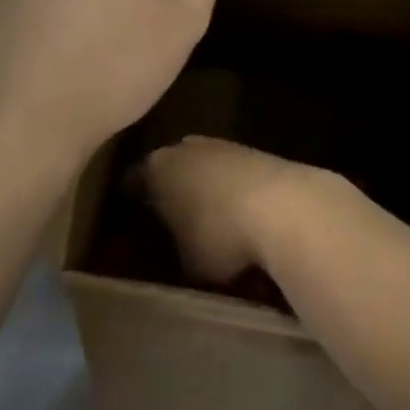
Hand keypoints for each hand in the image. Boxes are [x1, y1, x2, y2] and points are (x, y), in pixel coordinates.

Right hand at [139, 137, 330, 285]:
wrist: (282, 205)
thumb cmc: (220, 235)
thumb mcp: (186, 264)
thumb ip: (171, 256)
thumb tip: (172, 257)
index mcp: (156, 168)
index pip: (131, 182)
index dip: (128, 204)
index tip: (127, 223)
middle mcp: (183, 147)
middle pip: (167, 169)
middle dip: (166, 193)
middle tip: (166, 224)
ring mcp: (218, 145)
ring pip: (200, 168)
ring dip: (200, 190)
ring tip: (205, 223)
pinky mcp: (250, 151)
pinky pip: (228, 173)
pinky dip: (228, 191)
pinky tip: (237, 217)